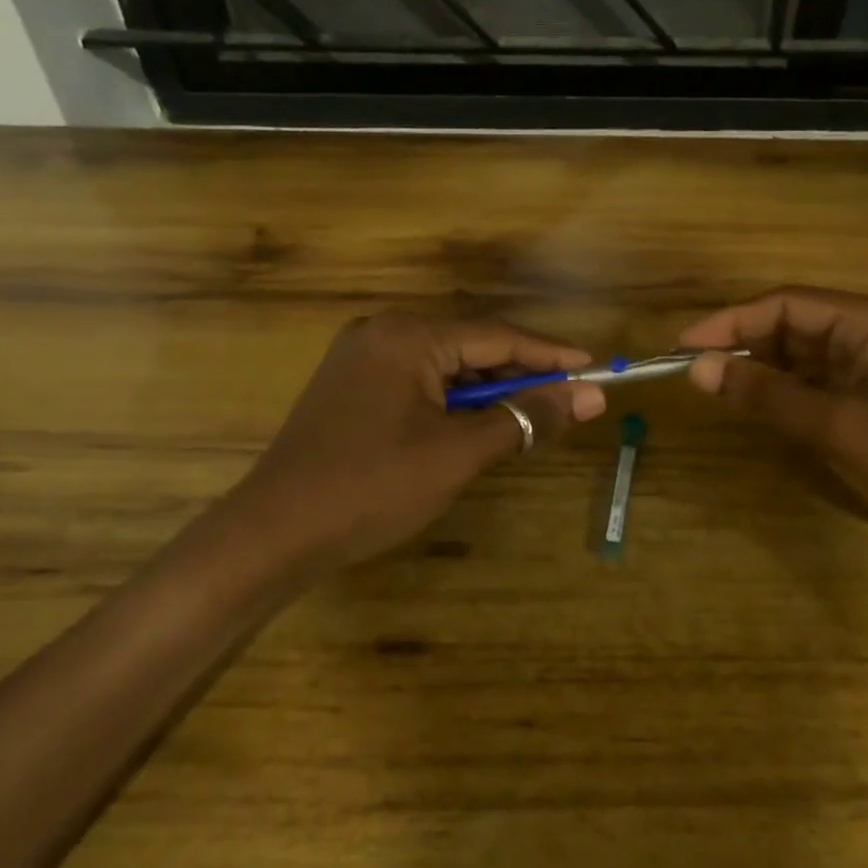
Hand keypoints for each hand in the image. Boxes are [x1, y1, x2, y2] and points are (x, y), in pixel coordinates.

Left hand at [233, 313, 607, 571]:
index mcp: (407, 336)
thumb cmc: (373, 487)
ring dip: (487, 393)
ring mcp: (360, 360)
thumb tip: (590, 396)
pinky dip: (453, 403)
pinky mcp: (350, 388)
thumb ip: (525, 418)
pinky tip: (474, 427)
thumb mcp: (459, 452)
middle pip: (470, 347)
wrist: (274, 534)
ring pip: (444, 368)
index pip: (496, 336)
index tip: (593, 367)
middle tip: (565, 402)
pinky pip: (418, 384)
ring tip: (527, 420)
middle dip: (519, 376)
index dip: (549, 354)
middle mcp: (381, 333)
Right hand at [679, 287, 867, 584]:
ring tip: (711, 389)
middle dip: (743, 345)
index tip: (682, 347)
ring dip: (759, 370)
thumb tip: (697, 369)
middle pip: (794, 326)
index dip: (731, 322)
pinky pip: (816, 388)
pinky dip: (782, 395)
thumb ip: (767, 394)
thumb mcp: (840, 427)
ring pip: (802, 358)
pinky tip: (752, 407)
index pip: (789, 304)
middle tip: (691, 372)